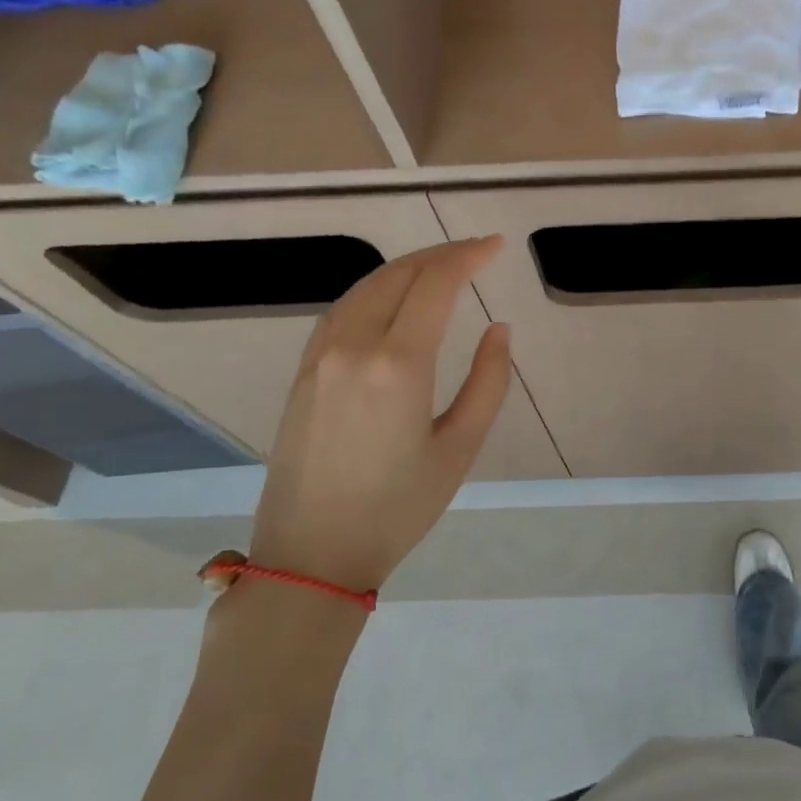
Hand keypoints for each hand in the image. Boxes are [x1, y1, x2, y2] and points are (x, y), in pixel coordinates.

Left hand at [249, 237, 510, 593]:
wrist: (312, 554)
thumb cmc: (399, 507)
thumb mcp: (460, 448)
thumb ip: (488, 382)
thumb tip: (498, 329)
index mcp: (398, 364)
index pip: (435, 284)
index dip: (468, 256)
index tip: (495, 246)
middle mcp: (353, 346)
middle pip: (399, 275)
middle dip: (441, 255)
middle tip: (477, 252)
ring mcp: (320, 356)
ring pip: (366, 287)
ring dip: (407, 268)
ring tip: (442, 268)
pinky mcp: (303, 371)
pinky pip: (342, 310)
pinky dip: (376, 290)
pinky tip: (394, 298)